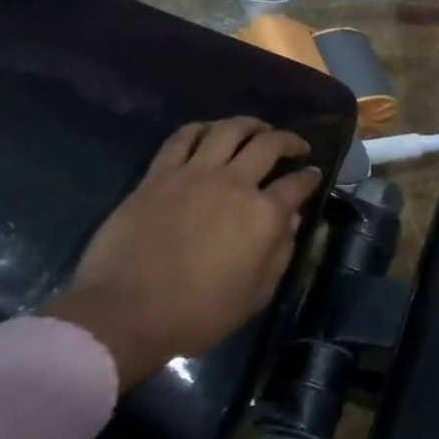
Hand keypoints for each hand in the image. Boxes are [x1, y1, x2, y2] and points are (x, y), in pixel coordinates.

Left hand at [40, 118, 323, 389]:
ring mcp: (193, 175)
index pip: (298, 184)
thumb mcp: (257, 293)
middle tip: (295, 147)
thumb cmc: (199, 312)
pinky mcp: (157, 177)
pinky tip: (207, 133)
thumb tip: (290, 222)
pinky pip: (181, 139)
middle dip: (289, 141)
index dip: (311, 177)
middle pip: (268, 144)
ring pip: (227, 130)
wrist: (124, 314)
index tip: (314, 175)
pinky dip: (200, 129)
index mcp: (265, 214)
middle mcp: (234, 184)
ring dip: (249, 125)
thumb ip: (280, 252)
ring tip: (256, 130)